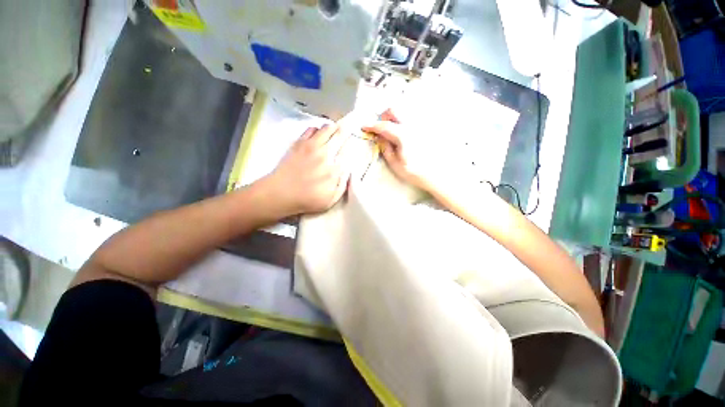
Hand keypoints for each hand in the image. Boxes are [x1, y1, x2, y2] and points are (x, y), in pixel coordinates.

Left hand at [261, 124, 349, 215]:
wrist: (281, 193)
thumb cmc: (307, 199)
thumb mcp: (331, 200)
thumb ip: (342, 185)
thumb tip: (349, 171)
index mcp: (334, 170)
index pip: (347, 152)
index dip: (350, 145)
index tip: (352, 143)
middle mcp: (325, 155)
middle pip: (339, 137)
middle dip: (345, 131)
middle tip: (347, 128)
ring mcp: (311, 147)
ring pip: (326, 129)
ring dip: (333, 127)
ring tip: (335, 127)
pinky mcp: (299, 143)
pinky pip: (311, 129)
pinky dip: (317, 128)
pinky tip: (318, 132)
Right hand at [362, 110, 440, 192]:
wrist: (437, 174)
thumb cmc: (414, 172)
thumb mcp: (395, 164)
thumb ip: (385, 148)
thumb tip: (378, 136)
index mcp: (403, 135)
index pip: (383, 126)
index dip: (372, 125)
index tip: (364, 127)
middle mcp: (412, 125)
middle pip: (394, 110)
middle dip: (384, 117)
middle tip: (381, 129)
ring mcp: (420, 124)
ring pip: (403, 111)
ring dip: (393, 117)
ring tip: (392, 130)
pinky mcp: (426, 126)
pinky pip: (412, 117)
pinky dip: (403, 120)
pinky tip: (403, 132)